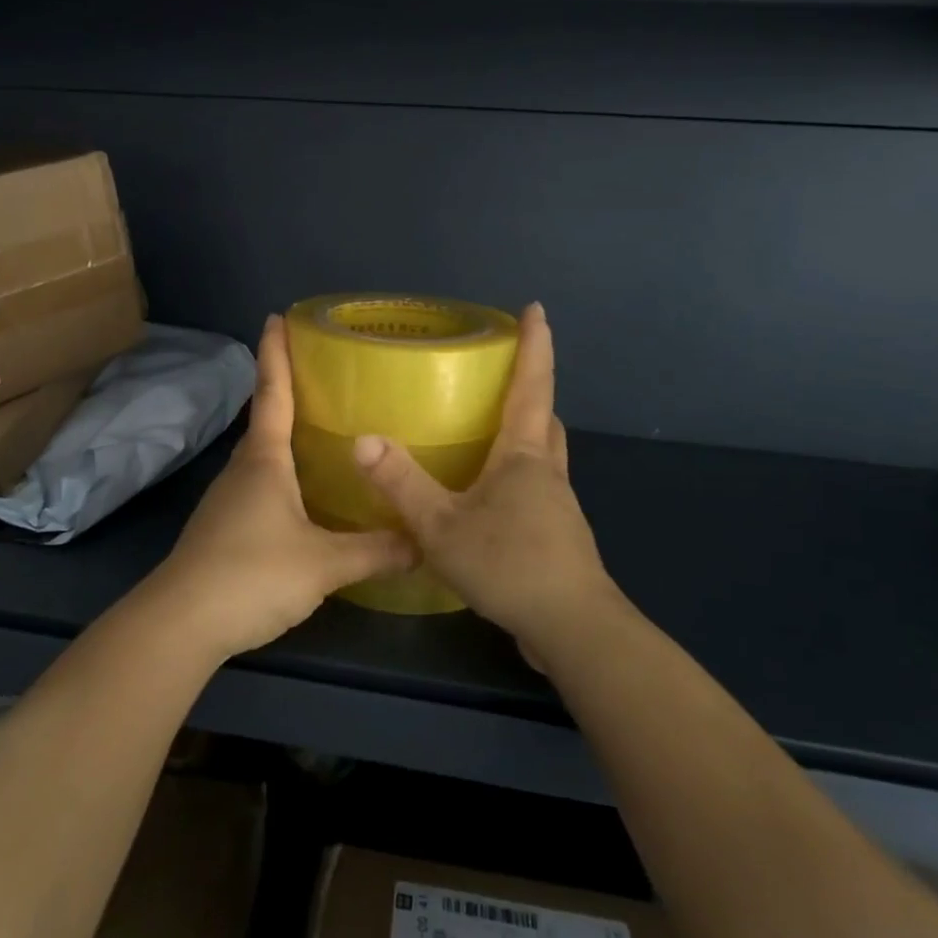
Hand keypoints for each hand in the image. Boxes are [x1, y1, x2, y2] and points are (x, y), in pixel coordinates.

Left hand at [147, 315, 413, 663]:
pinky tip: (305, 495)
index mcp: (264, 460)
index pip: (272, 392)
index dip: (275, 353)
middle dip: (288, 391)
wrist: (182, 623)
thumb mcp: (324, 564)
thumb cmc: (252, 574)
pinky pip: (260, 486)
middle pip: (267, 420)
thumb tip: (424, 542)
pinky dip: (283, 475)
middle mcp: (243, 469)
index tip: (276, 316)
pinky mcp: (224, 528)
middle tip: (324, 375)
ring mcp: (228, 499)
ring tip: (324, 431)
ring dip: (286, 437)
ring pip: (263, 456)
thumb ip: (375, 551)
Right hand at [353, 304, 621, 660]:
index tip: (537, 309)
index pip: (532, 385)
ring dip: (524, 435)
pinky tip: (488, 500)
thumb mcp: (442, 526)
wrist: (572, 629)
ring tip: (487, 434)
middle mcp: (546, 471)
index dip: (535, 344)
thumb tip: (364, 439)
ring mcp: (557, 506)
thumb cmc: (510, 565)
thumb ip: (402, 483)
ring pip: (543, 455)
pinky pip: (537, 489)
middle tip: (500, 377)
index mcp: (523, 455)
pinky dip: (517, 477)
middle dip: (529, 391)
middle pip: (543, 418)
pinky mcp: (557, 536)